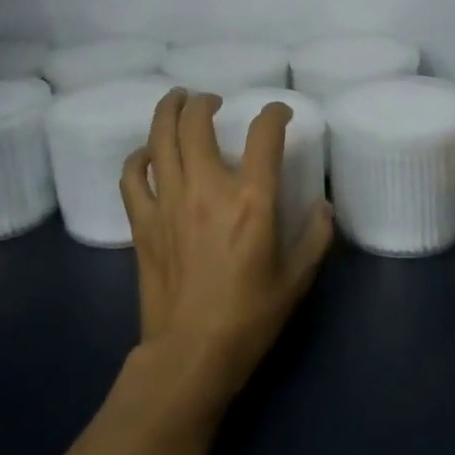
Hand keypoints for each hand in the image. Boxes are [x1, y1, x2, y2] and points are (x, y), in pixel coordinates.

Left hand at [121, 89, 334, 409]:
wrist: (191, 353)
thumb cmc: (250, 317)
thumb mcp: (297, 278)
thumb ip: (314, 235)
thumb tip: (322, 205)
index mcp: (251, 200)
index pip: (263, 135)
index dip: (273, 114)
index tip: (278, 114)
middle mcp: (206, 188)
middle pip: (196, 123)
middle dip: (204, 102)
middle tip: (211, 100)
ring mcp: (168, 202)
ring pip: (158, 138)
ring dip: (167, 112)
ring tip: (176, 101)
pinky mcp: (142, 222)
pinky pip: (132, 177)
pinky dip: (138, 158)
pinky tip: (147, 154)